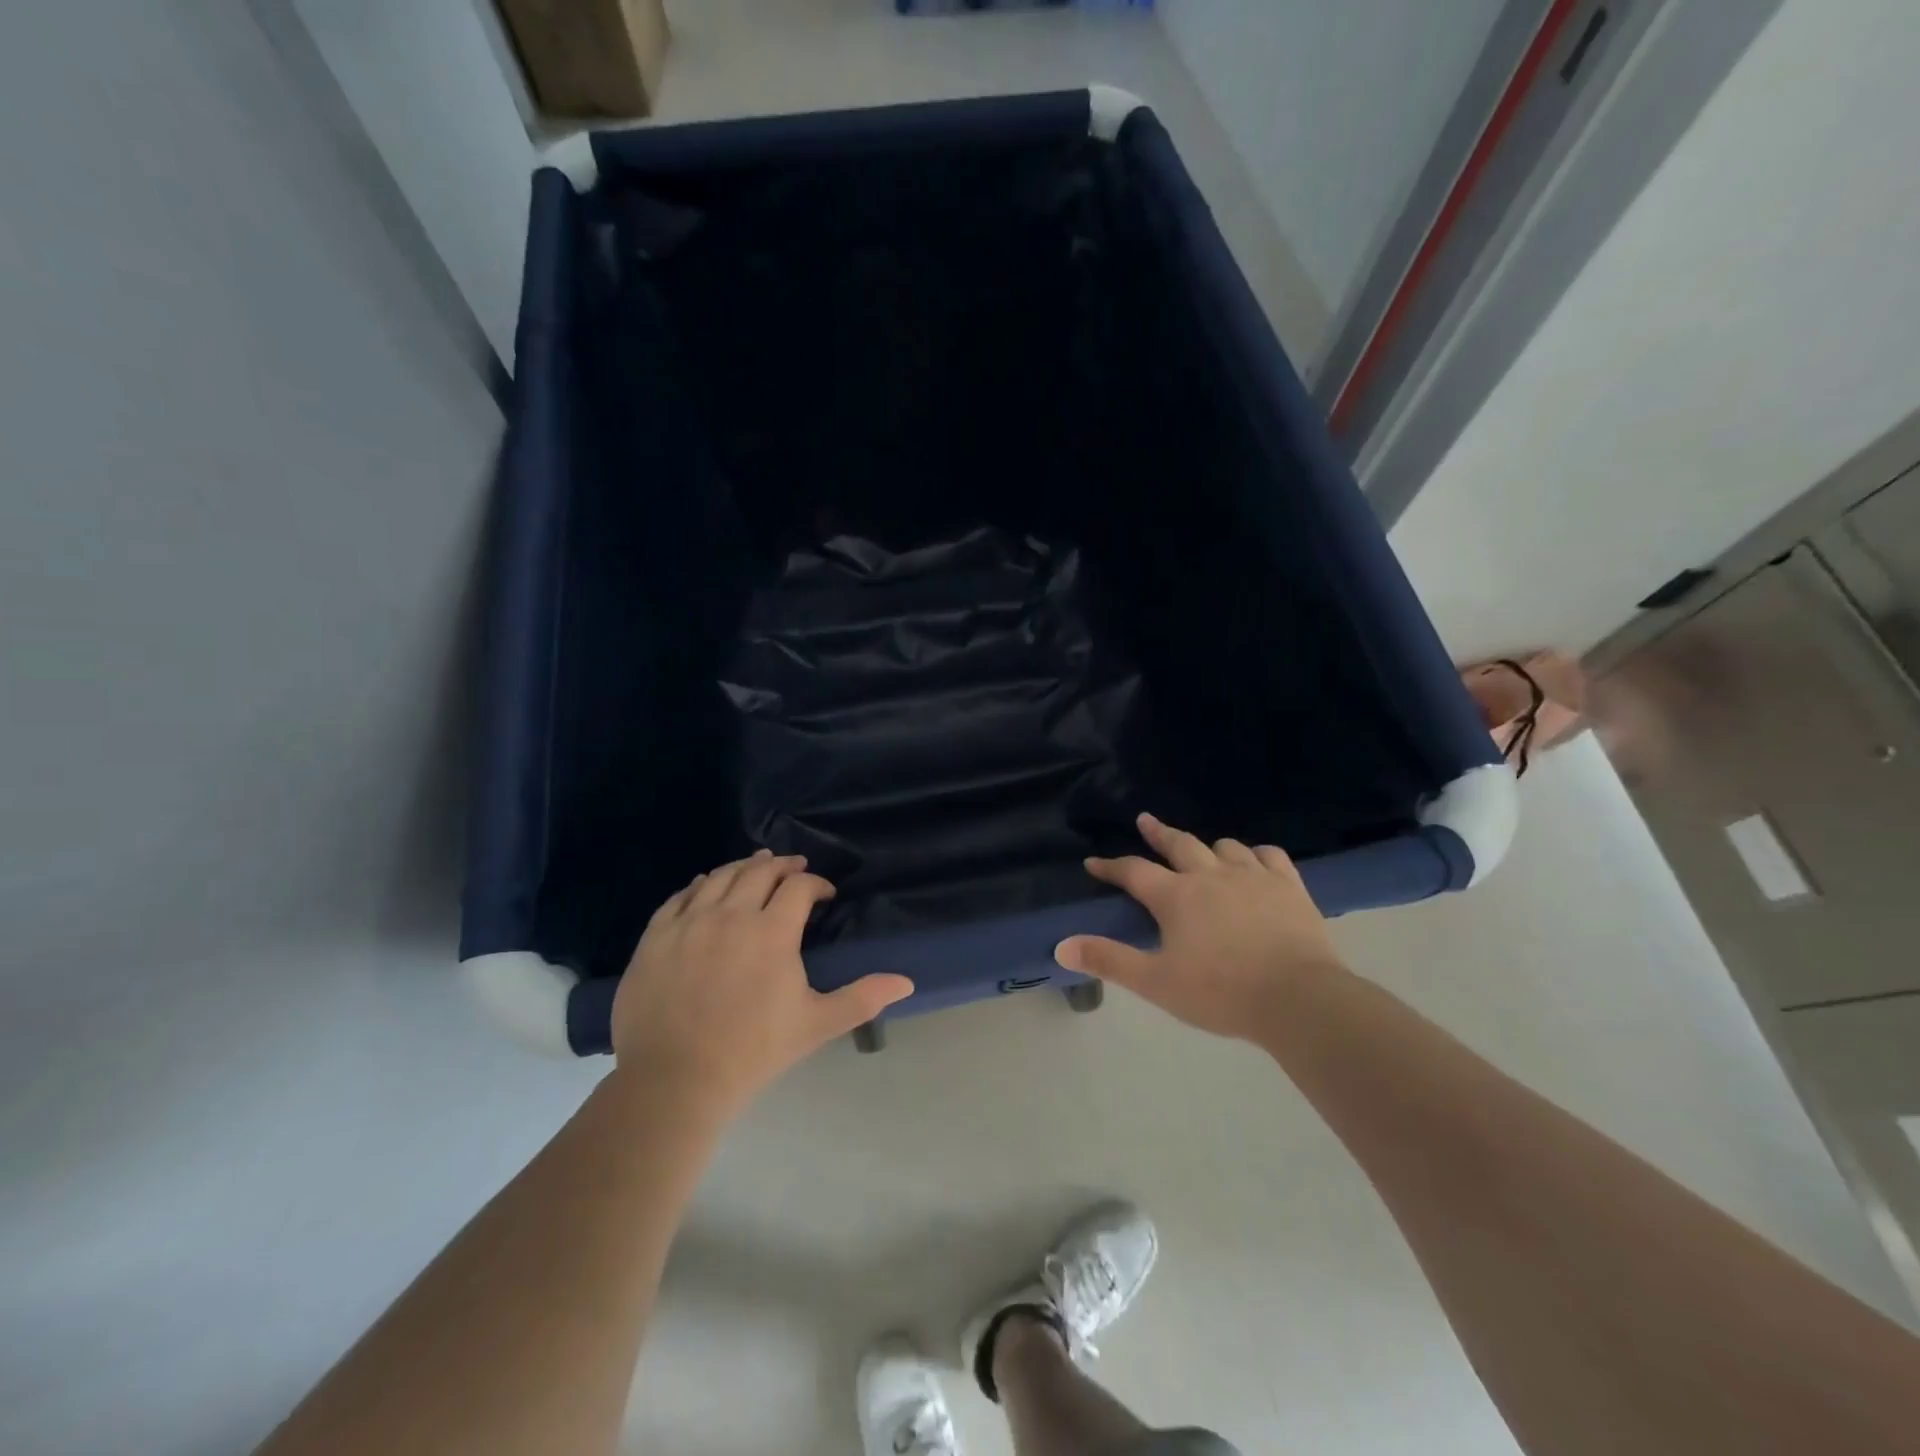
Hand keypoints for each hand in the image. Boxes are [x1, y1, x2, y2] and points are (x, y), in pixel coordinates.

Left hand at [611, 851, 913, 1115]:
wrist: (674, 1081)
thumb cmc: (753, 1052)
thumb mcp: (816, 1024)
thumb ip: (862, 998)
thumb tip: (907, 982)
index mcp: (772, 931)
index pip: (799, 887)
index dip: (817, 884)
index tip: (825, 895)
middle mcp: (731, 914)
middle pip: (759, 871)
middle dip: (782, 866)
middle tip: (794, 868)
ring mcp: (689, 923)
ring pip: (720, 877)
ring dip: (743, 867)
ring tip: (756, 865)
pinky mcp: (656, 937)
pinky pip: (680, 897)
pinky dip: (700, 884)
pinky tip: (706, 884)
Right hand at [1054, 813, 1347, 1040]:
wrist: (1299, 999)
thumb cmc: (1221, 992)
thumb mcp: (1156, 982)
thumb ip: (1109, 960)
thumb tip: (1061, 945)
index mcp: (1176, 896)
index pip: (1133, 871)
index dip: (1110, 866)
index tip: (1093, 863)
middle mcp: (1210, 875)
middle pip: (1178, 844)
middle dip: (1158, 832)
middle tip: (1145, 820)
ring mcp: (1253, 877)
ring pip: (1225, 847)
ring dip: (1208, 847)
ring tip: (1203, 851)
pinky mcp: (1289, 886)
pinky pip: (1270, 857)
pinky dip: (1256, 855)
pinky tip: (1255, 862)